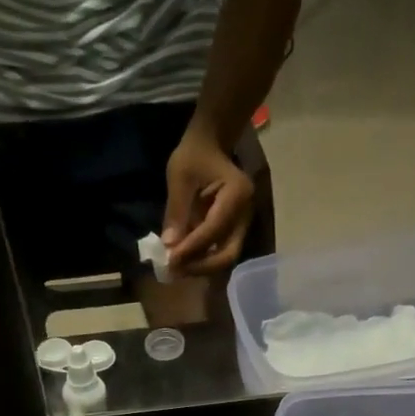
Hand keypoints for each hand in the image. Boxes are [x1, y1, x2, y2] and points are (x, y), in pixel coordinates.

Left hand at [161, 132, 254, 276]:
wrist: (211, 146)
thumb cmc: (195, 155)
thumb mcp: (180, 176)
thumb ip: (176, 210)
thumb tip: (169, 245)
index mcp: (237, 194)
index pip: (214, 230)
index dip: (191, 248)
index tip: (170, 259)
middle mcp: (245, 214)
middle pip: (228, 254)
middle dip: (201, 266)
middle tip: (175, 269)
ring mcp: (242, 225)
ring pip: (225, 257)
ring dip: (201, 267)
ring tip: (177, 268)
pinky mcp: (234, 231)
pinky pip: (220, 252)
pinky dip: (202, 260)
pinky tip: (184, 261)